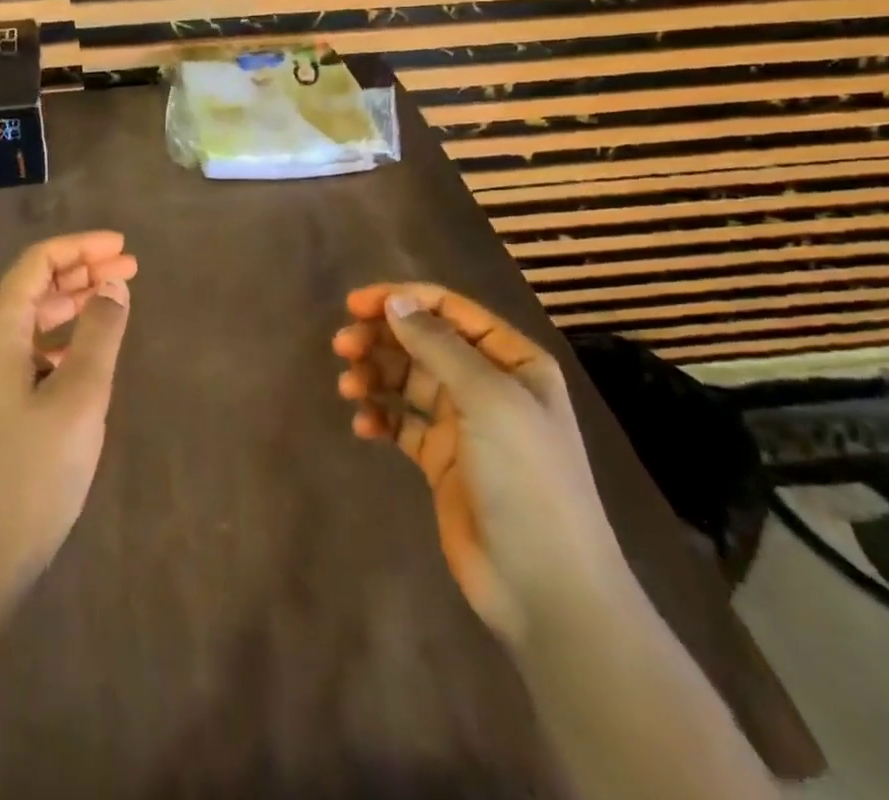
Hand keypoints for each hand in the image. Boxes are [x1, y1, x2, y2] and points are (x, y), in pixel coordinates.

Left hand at [0, 231, 138, 597]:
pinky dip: (65, 336)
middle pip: (35, 287)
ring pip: (34, 318)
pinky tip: (91, 348)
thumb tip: (113, 286)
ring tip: (117, 297)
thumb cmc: (33, 472)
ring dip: (75, 302)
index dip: (80, 247)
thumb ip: (99, 335)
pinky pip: (33, 349)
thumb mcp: (78, 398)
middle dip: (82, 270)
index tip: (123, 247)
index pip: (36, 264)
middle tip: (131, 267)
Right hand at [333, 283, 627, 644]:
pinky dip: (379, 417)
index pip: (449, 310)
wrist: (546, 587)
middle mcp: (488, 385)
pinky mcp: (442, 460)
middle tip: (342, 347)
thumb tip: (395, 301)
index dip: (401, 300)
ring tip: (348, 388)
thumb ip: (438, 345)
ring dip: (375, 375)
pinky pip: (401, 423)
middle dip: (381, 338)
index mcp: (512, 361)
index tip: (354, 305)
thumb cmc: (526, 478)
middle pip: (423, 342)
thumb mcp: (488, 399)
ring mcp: (464, 424)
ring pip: (407, 380)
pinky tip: (363, 426)